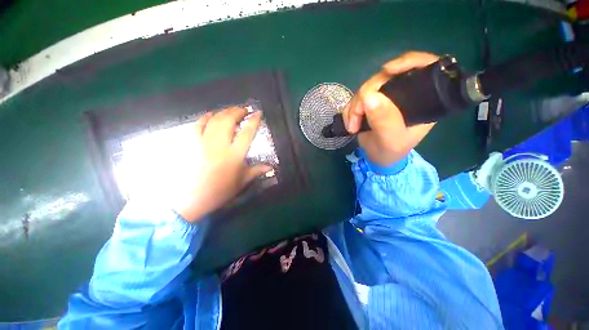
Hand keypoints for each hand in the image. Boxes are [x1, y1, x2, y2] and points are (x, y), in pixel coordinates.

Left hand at [172, 107, 271, 221]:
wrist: (191, 199)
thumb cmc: (220, 191)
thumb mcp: (241, 182)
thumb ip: (256, 171)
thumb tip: (271, 167)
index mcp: (234, 155)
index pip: (247, 133)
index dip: (253, 121)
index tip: (258, 113)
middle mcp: (219, 145)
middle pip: (228, 121)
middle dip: (237, 112)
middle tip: (244, 109)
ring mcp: (203, 143)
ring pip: (214, 121)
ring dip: (224, 112)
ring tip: (231, 110)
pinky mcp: (191, 144)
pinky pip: (197, 126)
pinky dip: (204, 118)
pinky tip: (210, 114)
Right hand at [343, 52, 438, 166]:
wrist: (377, 158)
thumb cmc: (391, 152)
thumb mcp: (391, 140)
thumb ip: (384, 120)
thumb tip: (369, 96)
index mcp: (422, 99)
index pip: (423, 67)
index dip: (408, 61)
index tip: (387, 70)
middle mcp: (404, 93)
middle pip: (385, 77)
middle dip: (366, 95)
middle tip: (356, 118)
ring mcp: (385, 97)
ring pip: (367, 88)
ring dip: (354, 107)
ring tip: (352, 126)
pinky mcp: (371, 102)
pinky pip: (356, 98)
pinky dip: (349, 110)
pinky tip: (350, 123)